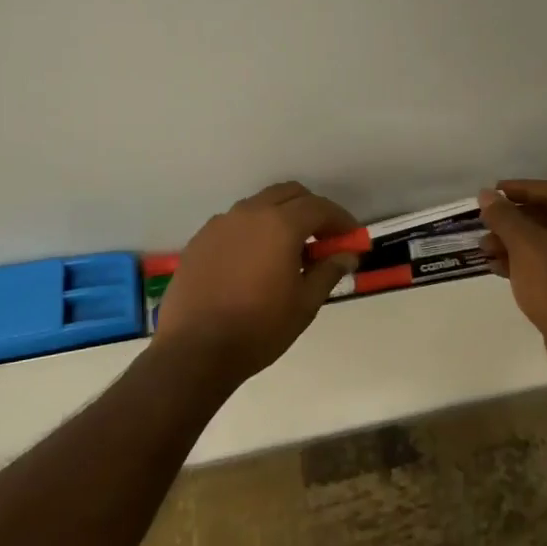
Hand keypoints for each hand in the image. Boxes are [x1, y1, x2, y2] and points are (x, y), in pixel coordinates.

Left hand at [153, 181, 359, 385]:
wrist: (194, 351)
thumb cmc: (259, 328)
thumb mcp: (305, 304)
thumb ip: (329, 271)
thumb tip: (347, 255)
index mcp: (280, 224)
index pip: (319, 207)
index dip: (340, 220)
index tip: (351, 238)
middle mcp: (249, 213)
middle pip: (288, 194)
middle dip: (311, 210)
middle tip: (322, 239)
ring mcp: (220, 224)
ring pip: (259, 205)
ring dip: (280, 217)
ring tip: (288, 251)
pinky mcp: (199, 241)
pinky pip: (234, 224)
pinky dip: (253, 231)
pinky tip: (254, 261)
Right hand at [479, 180, 546, 375]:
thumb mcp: (524, 244)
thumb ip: (504, 216)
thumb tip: (486, 195)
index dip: (519, 188)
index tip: (494, 193)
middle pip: (546, 216)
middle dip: (511, 220)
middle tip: (485, 224)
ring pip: (544, 242)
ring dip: (513, 242)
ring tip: (485, 249)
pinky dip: (523, 262)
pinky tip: (497, 268)